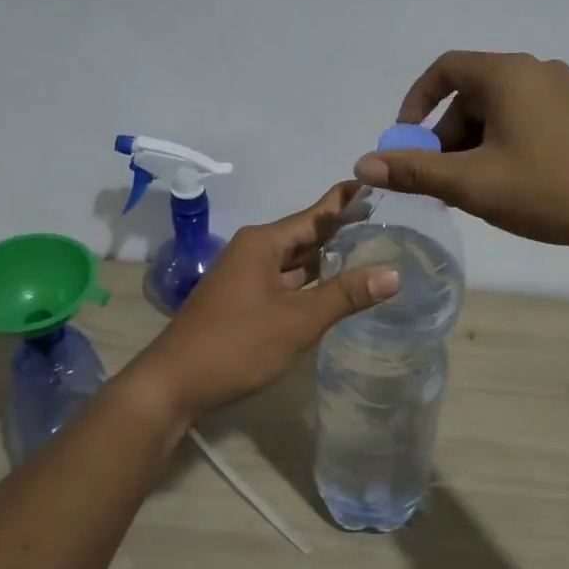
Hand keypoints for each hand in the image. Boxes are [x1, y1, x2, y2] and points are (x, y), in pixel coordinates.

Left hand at [124, 183, 400, 420]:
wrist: (174, 384)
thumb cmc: (236, 344)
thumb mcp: (296, 320)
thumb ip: (344, 295)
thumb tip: (394, 273)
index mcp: (263, 243)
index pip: (315, 214)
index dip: (347, 201)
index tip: (379, 185)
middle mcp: (254, 251)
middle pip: (306, 235)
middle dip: (343, 231)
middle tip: (389, 223)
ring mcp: (247, 277)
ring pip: (296, 261)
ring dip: (328, 259)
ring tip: (373, 251)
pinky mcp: (245, 301)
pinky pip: (286, 282)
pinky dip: (312, 283)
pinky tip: (337, 289)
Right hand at [355, 51, 568, 254]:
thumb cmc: (549, 190)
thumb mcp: (473, 184)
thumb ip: (415, 171)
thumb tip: (363, 164)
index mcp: (508, 74)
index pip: (444, 69)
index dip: (415, 104)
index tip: (406, 143)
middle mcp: (536, 71)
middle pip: (470, 94)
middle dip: (445, 136)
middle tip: (440, 181)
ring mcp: (564, 92)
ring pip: (498, 111)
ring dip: (473, 145)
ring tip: (474, 191)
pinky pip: (524, 120)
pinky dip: (502, 145)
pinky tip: (508, 185)